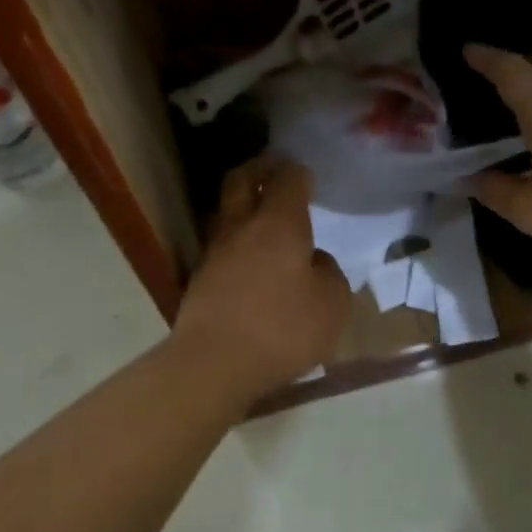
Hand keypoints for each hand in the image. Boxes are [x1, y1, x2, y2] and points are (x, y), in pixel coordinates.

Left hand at [173, 157, 351, 399]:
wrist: (215, 362)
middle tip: (274, 169)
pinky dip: (235, 241)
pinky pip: (220, 246)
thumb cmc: (283, 329)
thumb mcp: (332, 304)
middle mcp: (242, 227)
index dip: (299, 173)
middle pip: (242, 180)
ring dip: (242, 205)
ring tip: (261, 215)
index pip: (288, 179)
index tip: (306, 176)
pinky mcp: (199, 279)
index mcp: (279, 223)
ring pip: (225, 212)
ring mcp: (214, 252)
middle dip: (259, 168)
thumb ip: (329, 274)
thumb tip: (314, 262)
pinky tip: (249, 258)